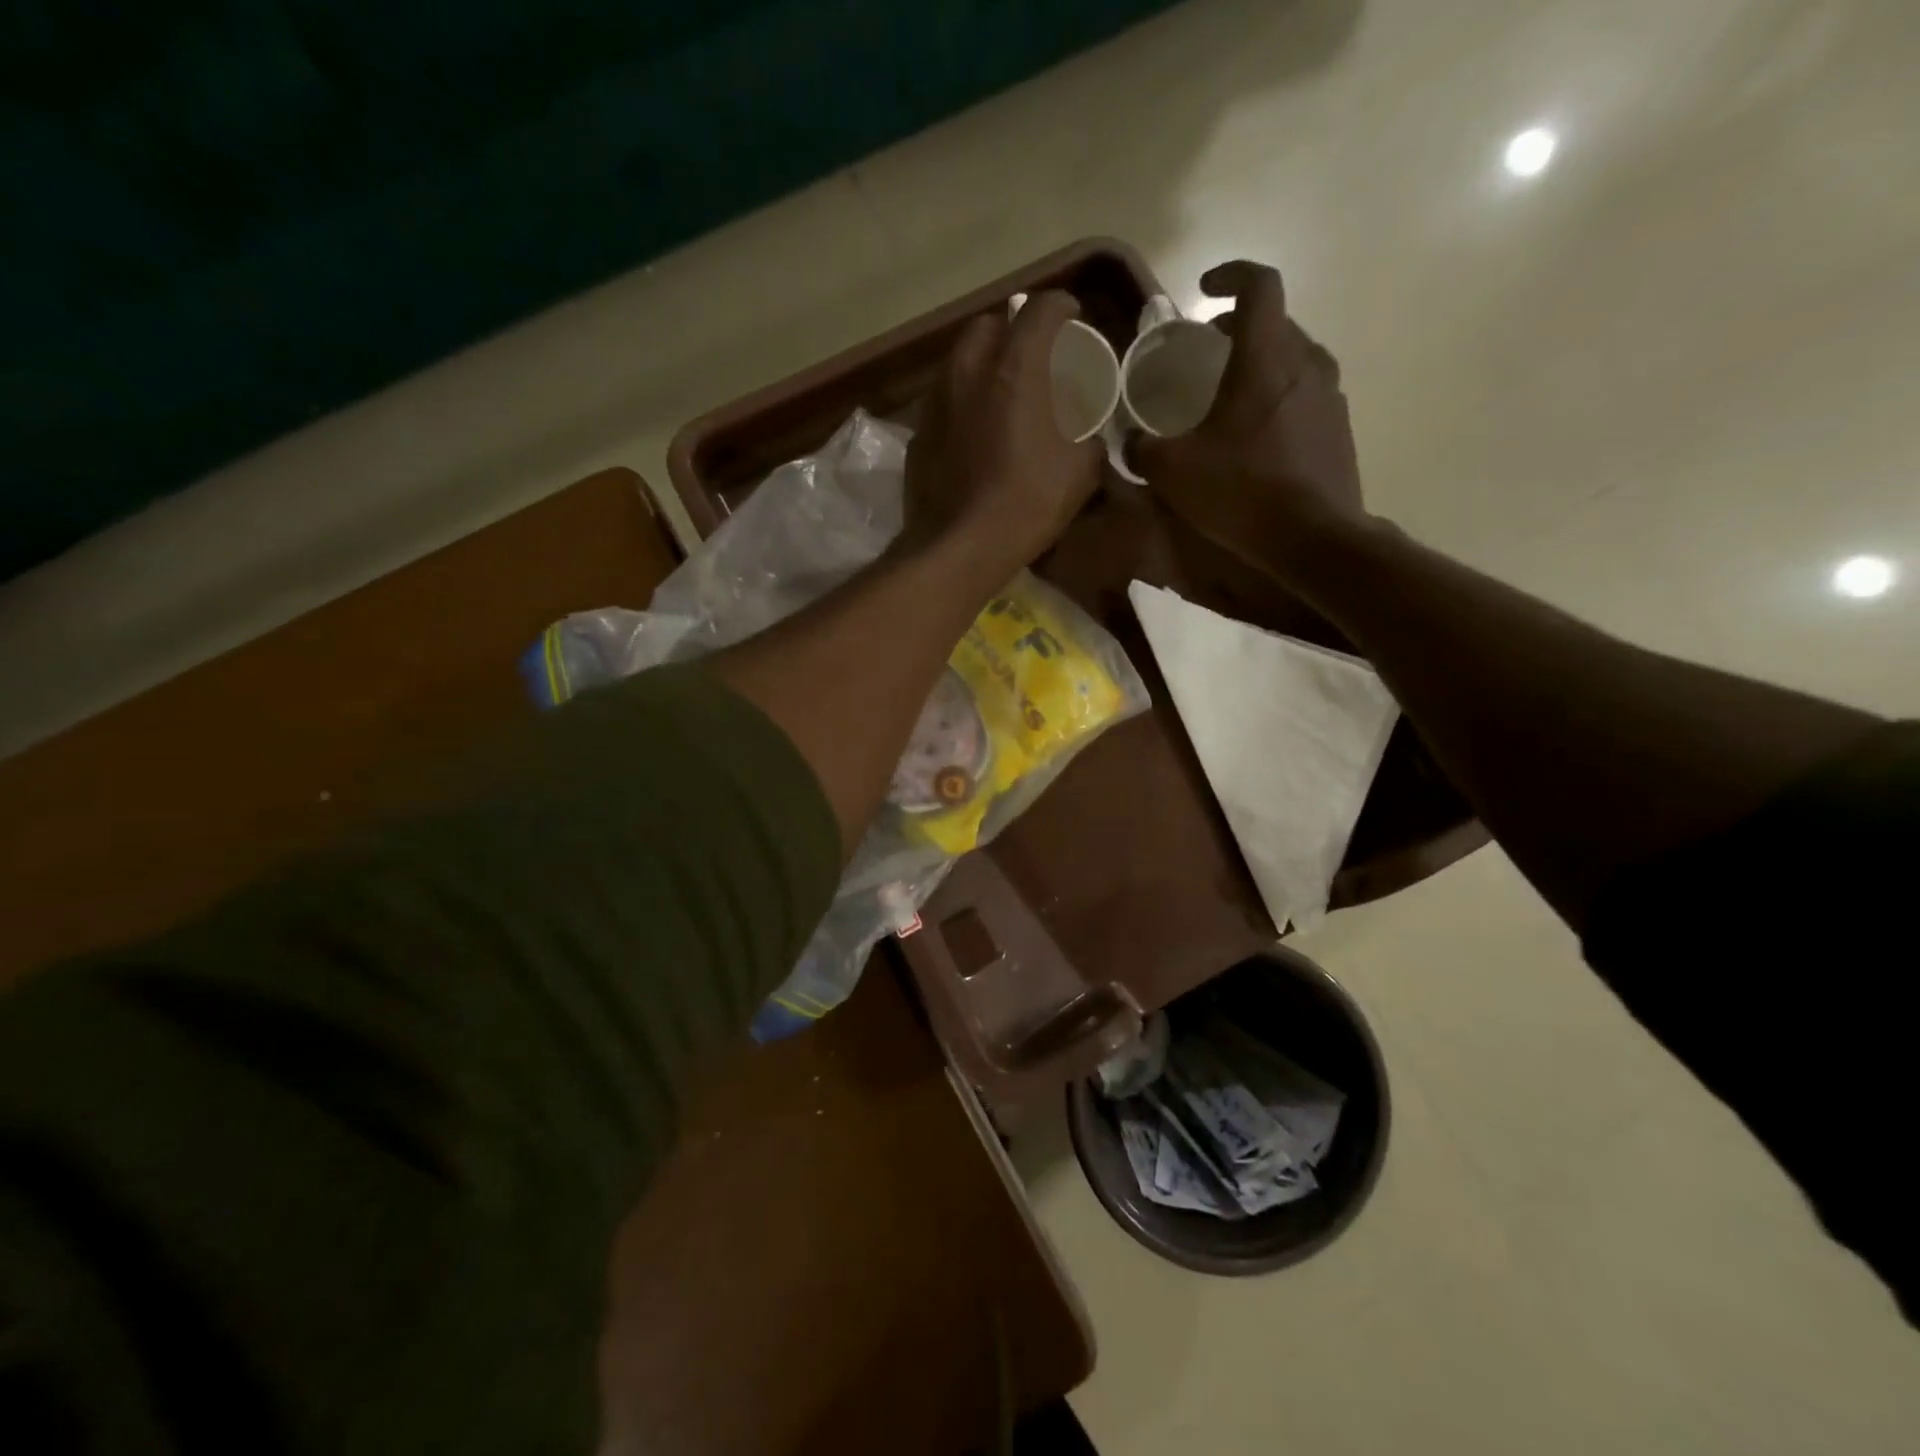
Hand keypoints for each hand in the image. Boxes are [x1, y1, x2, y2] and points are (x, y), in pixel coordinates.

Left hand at [901, 291, 1104, 578]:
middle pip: (987, 325)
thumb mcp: (1079, 474)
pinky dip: (960, 402)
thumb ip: (1090, 444)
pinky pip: (941, 401)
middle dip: (1010, 328)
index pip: (1039, 310)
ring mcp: (935, 404)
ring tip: (999, 388)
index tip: (1072, 317)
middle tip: (1030, 353)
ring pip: (957, 360)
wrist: (956, 549)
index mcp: (1014, 371)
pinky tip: (972, 429)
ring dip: (980, 363)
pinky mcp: (917, 435)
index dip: (1060, 306)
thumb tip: (1091, 441)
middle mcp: (968, 373)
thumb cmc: (1024, 505)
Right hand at [1129, 262, 1369, 575]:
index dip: (1229, 276)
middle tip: (1206, 350)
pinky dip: (1279, 396)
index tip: (1203, 291)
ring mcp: (1329, 396)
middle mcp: (1305, 364)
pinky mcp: (1339, 428)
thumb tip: (1131, 441)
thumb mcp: (1173, 472)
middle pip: (1276, 322)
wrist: (1313, 539)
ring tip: (1230, 394)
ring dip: (1261, 363)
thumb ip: (1143, 449)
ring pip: (1294, 358)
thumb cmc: (1241, 492)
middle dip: (1238, 327)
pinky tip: (1256, 435)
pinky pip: (1306, 394)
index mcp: (1265, 359)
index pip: (1258, 286)